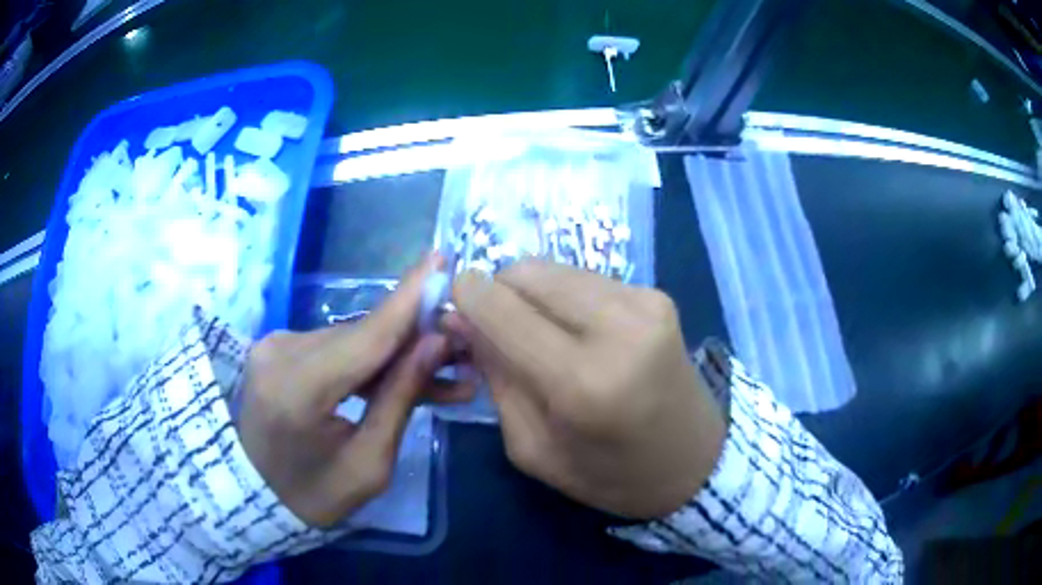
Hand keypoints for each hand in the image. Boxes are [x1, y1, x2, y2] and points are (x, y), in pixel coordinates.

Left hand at [237, 254, 472, 527]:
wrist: (255, 494)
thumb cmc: (313, 495)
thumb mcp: (368, 464)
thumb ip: (399, 399)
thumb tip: (435, 342)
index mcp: (298, 389)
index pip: (366, 335)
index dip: (409, 298)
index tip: (443, 258)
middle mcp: (281, 353)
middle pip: (363, 335)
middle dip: (416, 339)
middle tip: (464, 350)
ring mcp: (275, 346)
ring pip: (351, 340)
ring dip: (395, 354)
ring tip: (443, 373)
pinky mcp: (278, 348)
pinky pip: (333, 347)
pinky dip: (366, 360)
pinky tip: (399, 374)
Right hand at [444, 260, 726, 518]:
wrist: (696, 462)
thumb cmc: (612, 475)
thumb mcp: (534, 449)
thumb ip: (496, 378)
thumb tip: (462, 320)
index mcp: (584, 382)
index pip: (503, 308)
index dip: (465, 296)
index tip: (450, 306)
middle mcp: (618, 327)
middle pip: (527, 272)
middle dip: (497, 292)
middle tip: (494, 328)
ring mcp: (644, 302)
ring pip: (555, 268)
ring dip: (530, 293)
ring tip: (536, 333)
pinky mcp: (656, 294)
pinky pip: (585, 278)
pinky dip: (563, 296)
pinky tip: (573, 330)